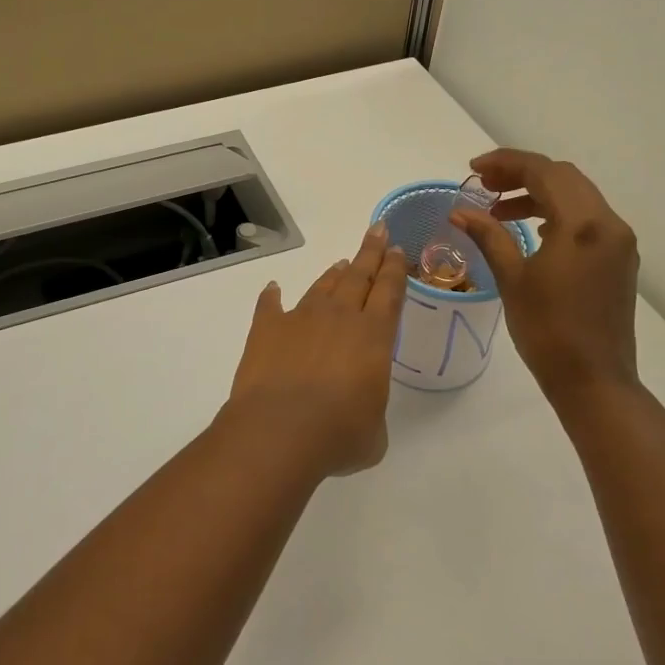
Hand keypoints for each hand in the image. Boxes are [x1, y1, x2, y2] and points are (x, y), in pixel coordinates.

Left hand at [223, 224, 407, 476]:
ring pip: (322, 287)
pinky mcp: (267, 329)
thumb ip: (370, 411)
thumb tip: (357, 411)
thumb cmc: (338, 435)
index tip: (397, 249)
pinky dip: (272, 296)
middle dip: (371, 252)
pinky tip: (273, 289)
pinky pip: (270, 305)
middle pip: (360, 275)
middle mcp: (340, 317)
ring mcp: (300, 318)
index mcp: (374, 336)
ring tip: (341, 264)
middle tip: (378, 230)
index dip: (395, 268)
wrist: (279, 431)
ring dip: (333, 274)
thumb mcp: (373, 433)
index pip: (390, 291)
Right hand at [450, 148, 641, 410]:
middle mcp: (608, 224)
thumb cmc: (547, 330)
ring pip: (577, 196)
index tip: (473, 169)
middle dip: (521, 174)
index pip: (544, 172)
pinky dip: (557, 213)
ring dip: (538, 193)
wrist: (593, 380)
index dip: (506, 163)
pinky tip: (533, 231)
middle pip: (563, 177)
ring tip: (499, 210)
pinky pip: (587, 218)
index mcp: (583, 225)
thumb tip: (460, 211)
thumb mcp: (512, 278)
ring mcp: (619, 242)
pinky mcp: (619, 259)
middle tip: (484, 185)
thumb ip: (488, 236)